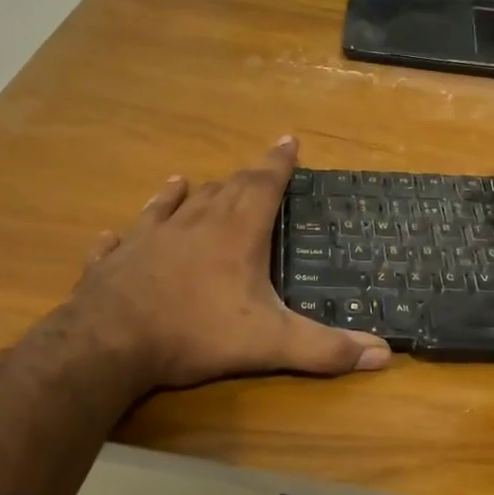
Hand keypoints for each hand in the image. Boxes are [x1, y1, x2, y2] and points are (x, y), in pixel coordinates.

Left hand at [61, 138, 391, 391]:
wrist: (110, 343)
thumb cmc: (196, 333)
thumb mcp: (270, 344)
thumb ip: (325, 348)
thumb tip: (383, 354)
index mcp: (234, 233)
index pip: (262, 185)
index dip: (278, 162)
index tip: (288, 140)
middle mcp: (192, 224)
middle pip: (222, 190)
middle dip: (242, 178)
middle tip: (254, 171)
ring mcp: (148, 239)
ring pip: (171, 206)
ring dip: (184, 194)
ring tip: (188, 182)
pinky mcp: (115, 261)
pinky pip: (120, 241)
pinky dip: (126, 233)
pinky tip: (113, 233)